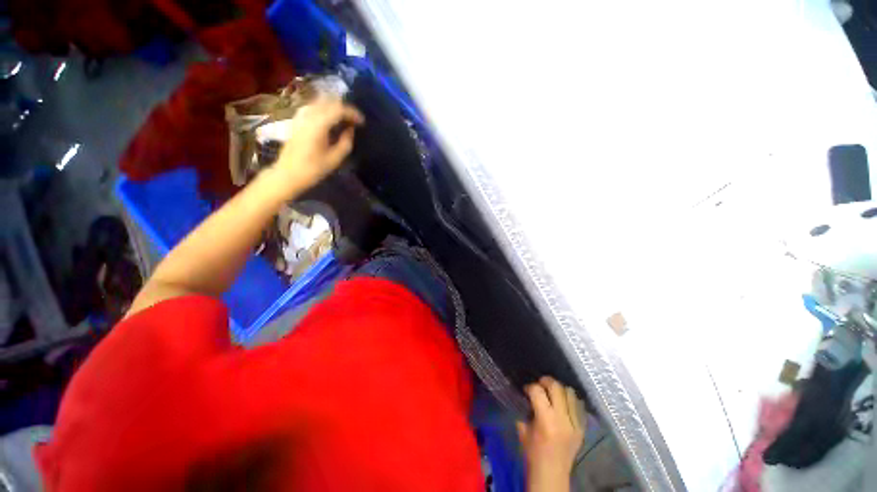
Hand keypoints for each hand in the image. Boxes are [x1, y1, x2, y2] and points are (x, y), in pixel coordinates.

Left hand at [273, 97, 364, 194]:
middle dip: (344, 108)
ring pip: (320, 102)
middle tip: (355, 120)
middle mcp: (309, 116)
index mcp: (318, 125)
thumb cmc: (312, 169)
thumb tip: (350, 130)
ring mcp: (301, 117)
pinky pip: (313, 107)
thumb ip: (345, 142)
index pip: (338, 109)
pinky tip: (330, 119)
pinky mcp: (297, 121)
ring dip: (334, 107)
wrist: (287, 174)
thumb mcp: (334, 159)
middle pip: (329, 102)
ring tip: (345, 119)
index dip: (352, 113)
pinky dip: (324, 109)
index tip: (362, 122)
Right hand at [517, 377, 585, 491]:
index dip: (530, 386)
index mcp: (545, 420)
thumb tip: (528, 396)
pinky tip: (563, 404)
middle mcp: (563, 419)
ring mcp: (575, 424)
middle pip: (556, 387)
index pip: (537, 391)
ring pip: (570, 393)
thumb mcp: (523, 429)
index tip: (526, 390)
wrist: (552, 474)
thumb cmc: (533, 453)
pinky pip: (579, 406)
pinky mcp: (582, 428)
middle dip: (545, 381)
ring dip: (559, 390)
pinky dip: (570, 401)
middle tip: (540, 385)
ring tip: (553, 394)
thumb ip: (526, 410)